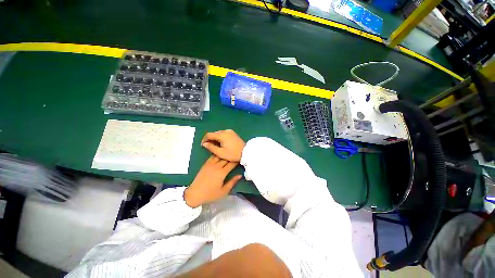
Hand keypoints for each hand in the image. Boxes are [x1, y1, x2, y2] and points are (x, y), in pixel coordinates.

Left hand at [184, 155, 242, 207]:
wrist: (194, 194)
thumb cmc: (210, 194)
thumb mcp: (223, 191)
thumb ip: (232, 182)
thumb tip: (240, 175)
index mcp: (222, 173)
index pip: (231, 164)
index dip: (236, 161)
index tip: (240, 160)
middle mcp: (216, 166)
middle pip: (226, 159)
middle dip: (231, 157)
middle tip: (235, 157)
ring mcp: (210, 164)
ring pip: (219, 156)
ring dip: (224, 155)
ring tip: (228, 155)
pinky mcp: (205, 164)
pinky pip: (212, 156)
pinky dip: (217, 155)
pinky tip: (219, 154)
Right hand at [201, 130, 245, 161]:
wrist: (245, 152)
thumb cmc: (233, 154)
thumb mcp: (220, 153)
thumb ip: (211, 147)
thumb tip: (204, 144)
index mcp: (222, 135)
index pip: (209, 134)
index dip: (204, 139)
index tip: (203, 145)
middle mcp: (226, 131)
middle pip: (214, 133)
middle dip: (210, 139)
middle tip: (209, 147)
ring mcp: (230, 131)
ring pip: (219, 133)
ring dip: (215, 138)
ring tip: (215, 146)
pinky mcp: (233, 133)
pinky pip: (224, 133)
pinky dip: (220, 137)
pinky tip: (221, 143)